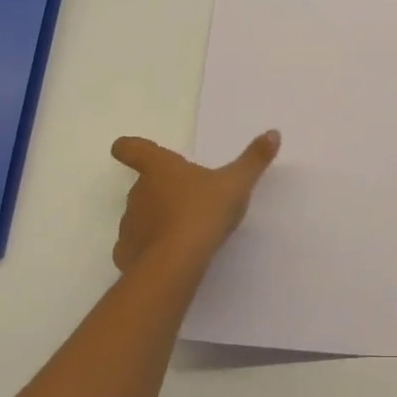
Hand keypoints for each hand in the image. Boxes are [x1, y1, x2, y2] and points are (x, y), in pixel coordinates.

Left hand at [107, 131, 279, 272]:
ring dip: (153, 219)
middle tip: (183, 199)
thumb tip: (273, 133)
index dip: (128, 147)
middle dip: (157, 190)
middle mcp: (138, 192)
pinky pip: (134, 247)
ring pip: (138, 215)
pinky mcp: (126, 254)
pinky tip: (165, 257)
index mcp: (160, 168)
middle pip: (141, 184)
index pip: (134, 149)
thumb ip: (254, 159)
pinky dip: (146, 249)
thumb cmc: (204, 212)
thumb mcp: (236, 183)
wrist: (177, 263)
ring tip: (179, 231)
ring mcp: (129, 224)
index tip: (122, 147)